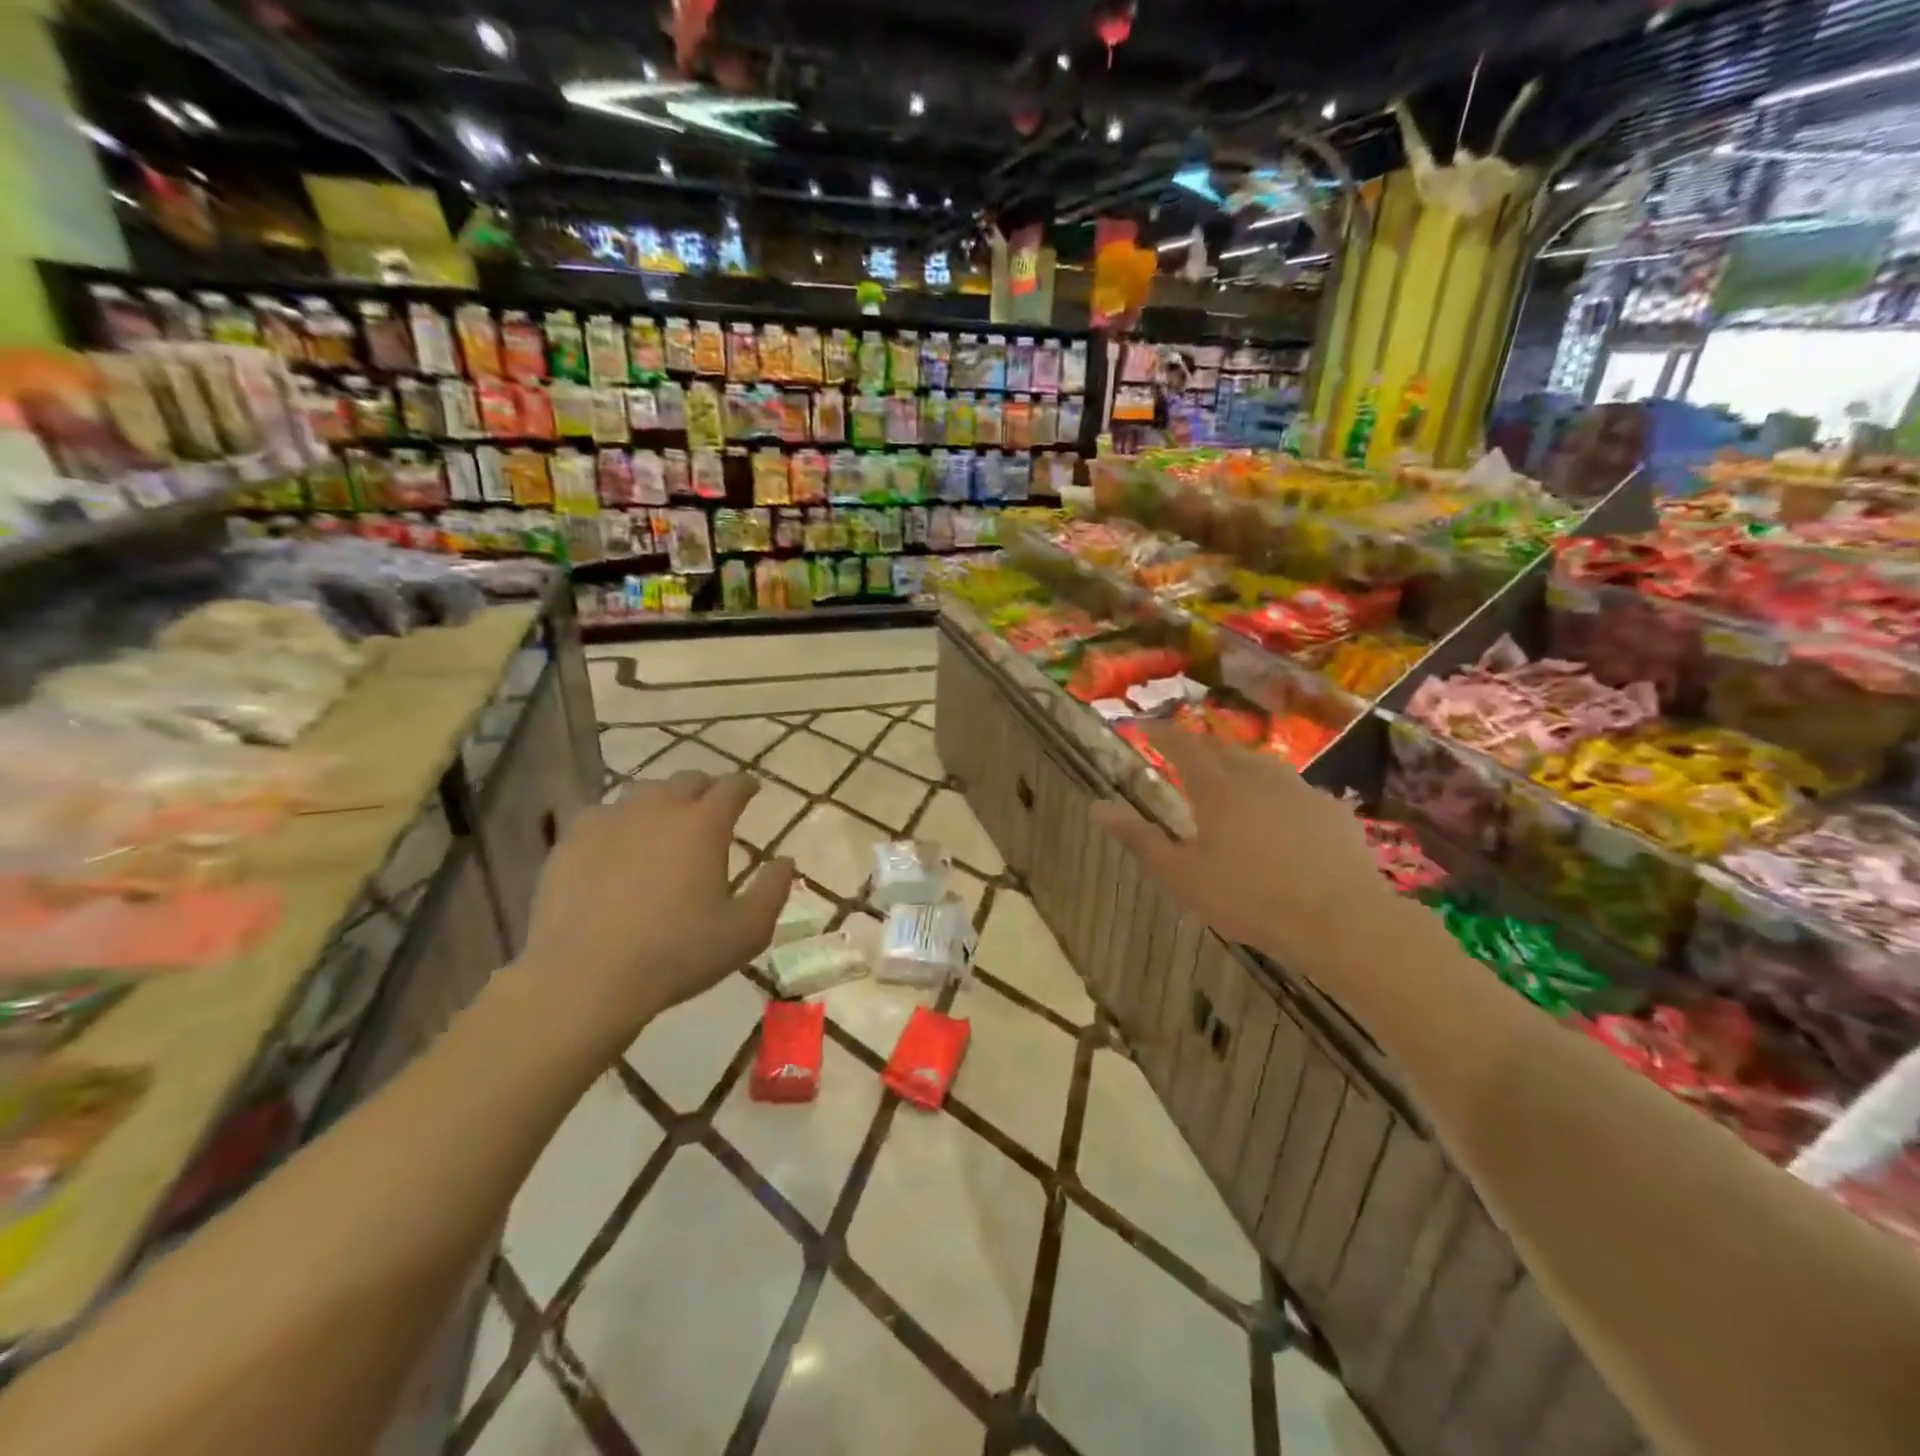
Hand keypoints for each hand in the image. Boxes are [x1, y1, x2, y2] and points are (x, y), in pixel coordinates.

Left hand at [517, 771, 794, 1057]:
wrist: (583, 978)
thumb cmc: (676, 954)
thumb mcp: (746, 932)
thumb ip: (773, 891)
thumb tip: (786, 861)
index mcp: (704, 825)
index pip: (732, 787)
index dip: (746, 785)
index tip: (752, 789)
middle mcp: (659, 809)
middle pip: (687, 780)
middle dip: (706, 788)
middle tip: (712, 805)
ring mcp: (611, 820)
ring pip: (644, 792)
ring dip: (663, 801)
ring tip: (666, 822)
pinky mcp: (572, 840)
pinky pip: (603, 814)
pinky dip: (620, 821)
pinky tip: (618, 843)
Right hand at [1089, 723, 1388, 970]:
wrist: (1340, 920)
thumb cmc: (1248, 898)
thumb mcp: (1181, 875)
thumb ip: (1139, 839)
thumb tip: (1097, 807)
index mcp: (1217, 788)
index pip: (1183, 746)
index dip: (1163, 734)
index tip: (1147, 727)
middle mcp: (1257, 777)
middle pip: (1223, 750)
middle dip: (1200, 747)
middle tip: (1186, 756)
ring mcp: (1300, 791)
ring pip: (1262, 766)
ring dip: (1239, 766)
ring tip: (1230, 781)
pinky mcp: (1331, 811)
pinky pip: (1295, 791)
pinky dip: (1277, 794)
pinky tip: (1281, 818)